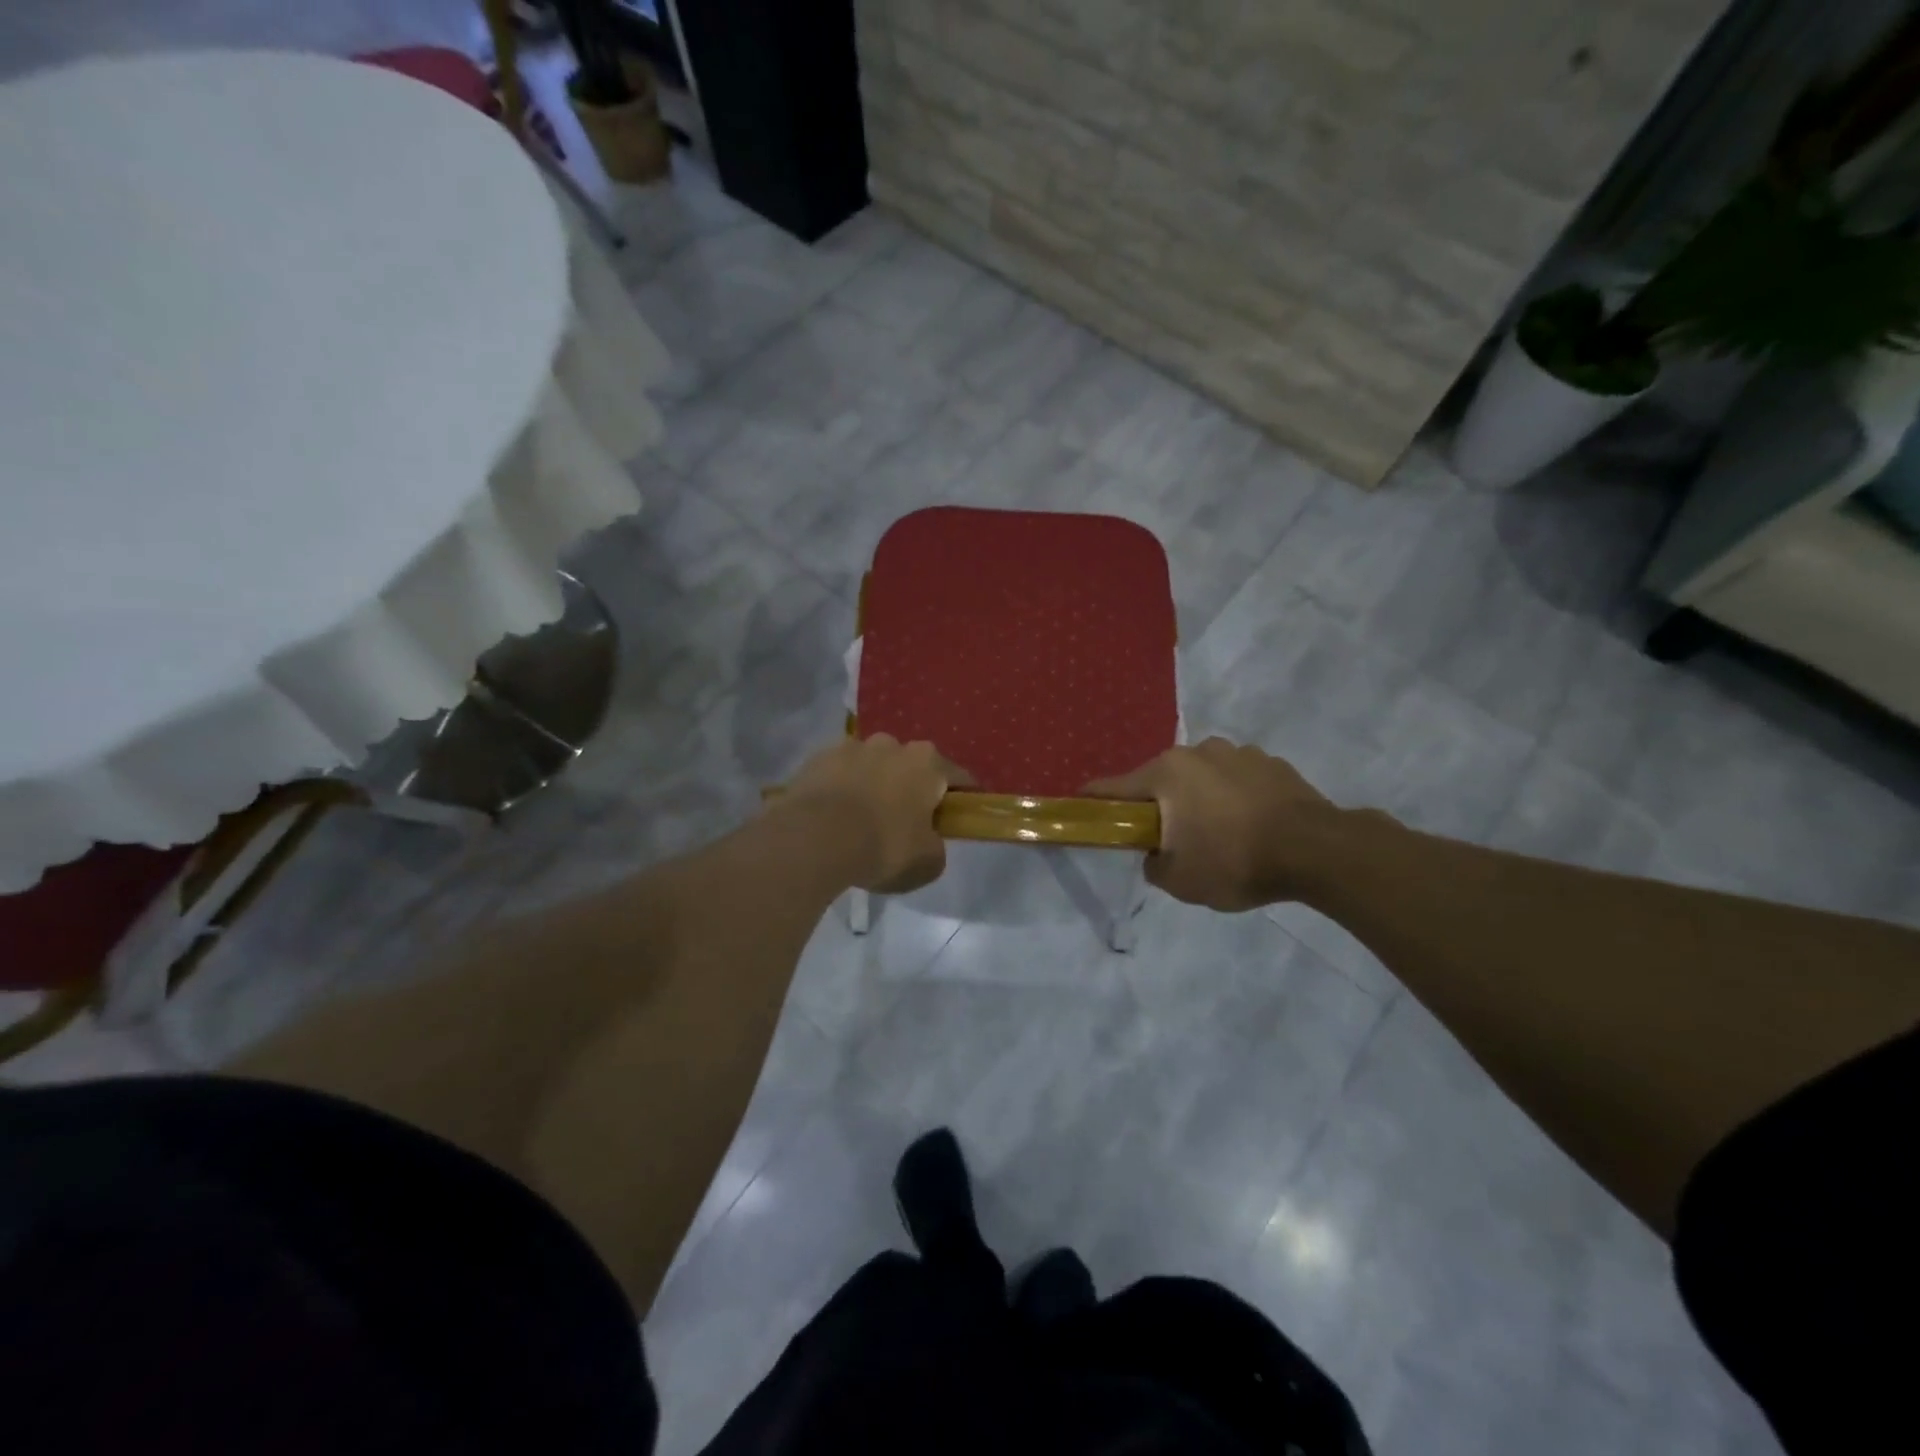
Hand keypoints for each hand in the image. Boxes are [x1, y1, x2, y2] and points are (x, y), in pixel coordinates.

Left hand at [781, 735, 969, 893]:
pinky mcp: (817, 758)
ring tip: (861, 820)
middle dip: (911, 788)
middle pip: (911, 767)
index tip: (959, 817)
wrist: (813, 839)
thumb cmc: (883, 846)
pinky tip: (834, 817)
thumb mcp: (927, 862)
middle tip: (905, 822)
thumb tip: (928, 841)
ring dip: (873, 785)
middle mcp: (892, 744)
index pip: (958, 777)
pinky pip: (839, 774)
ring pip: (872, 766)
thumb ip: (936, 847)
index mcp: (927, 762)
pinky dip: (841, 789)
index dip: (962, 799)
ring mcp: (851, 747)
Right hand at [1085, 738, 1334, 910]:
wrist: (1317, 850)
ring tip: (1219, 833)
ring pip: (1201, 777)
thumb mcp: (1180, 881)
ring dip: (1199, 798)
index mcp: (1166, 774)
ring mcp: (1237, 752)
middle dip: (1159, 805)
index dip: (1093, 801)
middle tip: (1169, 838)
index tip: (1082, 808)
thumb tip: (1156, 852)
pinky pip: (1237, 779)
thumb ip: (1153, 864)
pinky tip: (1250, 824)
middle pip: (1161, 780)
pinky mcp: (1271, 762)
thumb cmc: (1235, 861)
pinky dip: (1233, 797)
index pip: (1113, 787)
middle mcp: (1196, 752)